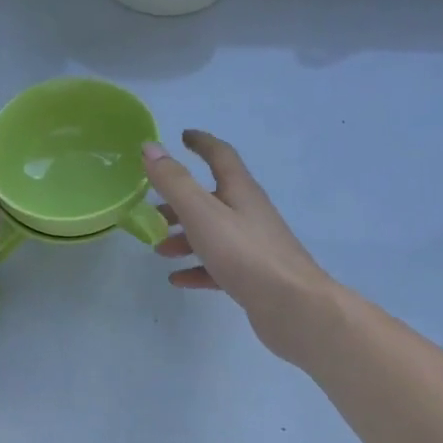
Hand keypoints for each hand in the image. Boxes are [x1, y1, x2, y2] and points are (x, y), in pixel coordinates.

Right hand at [142, 130, 337, 364]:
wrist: (293, 306)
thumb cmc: (245, 253)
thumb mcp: (202, 213)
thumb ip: (174, 182)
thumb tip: (150, 147)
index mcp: (239, 191)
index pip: (220, 156)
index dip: (201, 143)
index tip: (183, 137)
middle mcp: (248, 212)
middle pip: (211, 198)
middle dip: (180, 200)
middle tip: (152, 209)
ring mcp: (252, 245)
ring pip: (212, 233)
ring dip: (183, 237)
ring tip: (159, 249)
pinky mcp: (252, 275)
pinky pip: (217, 266)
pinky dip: (196, 268)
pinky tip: (178, 279)